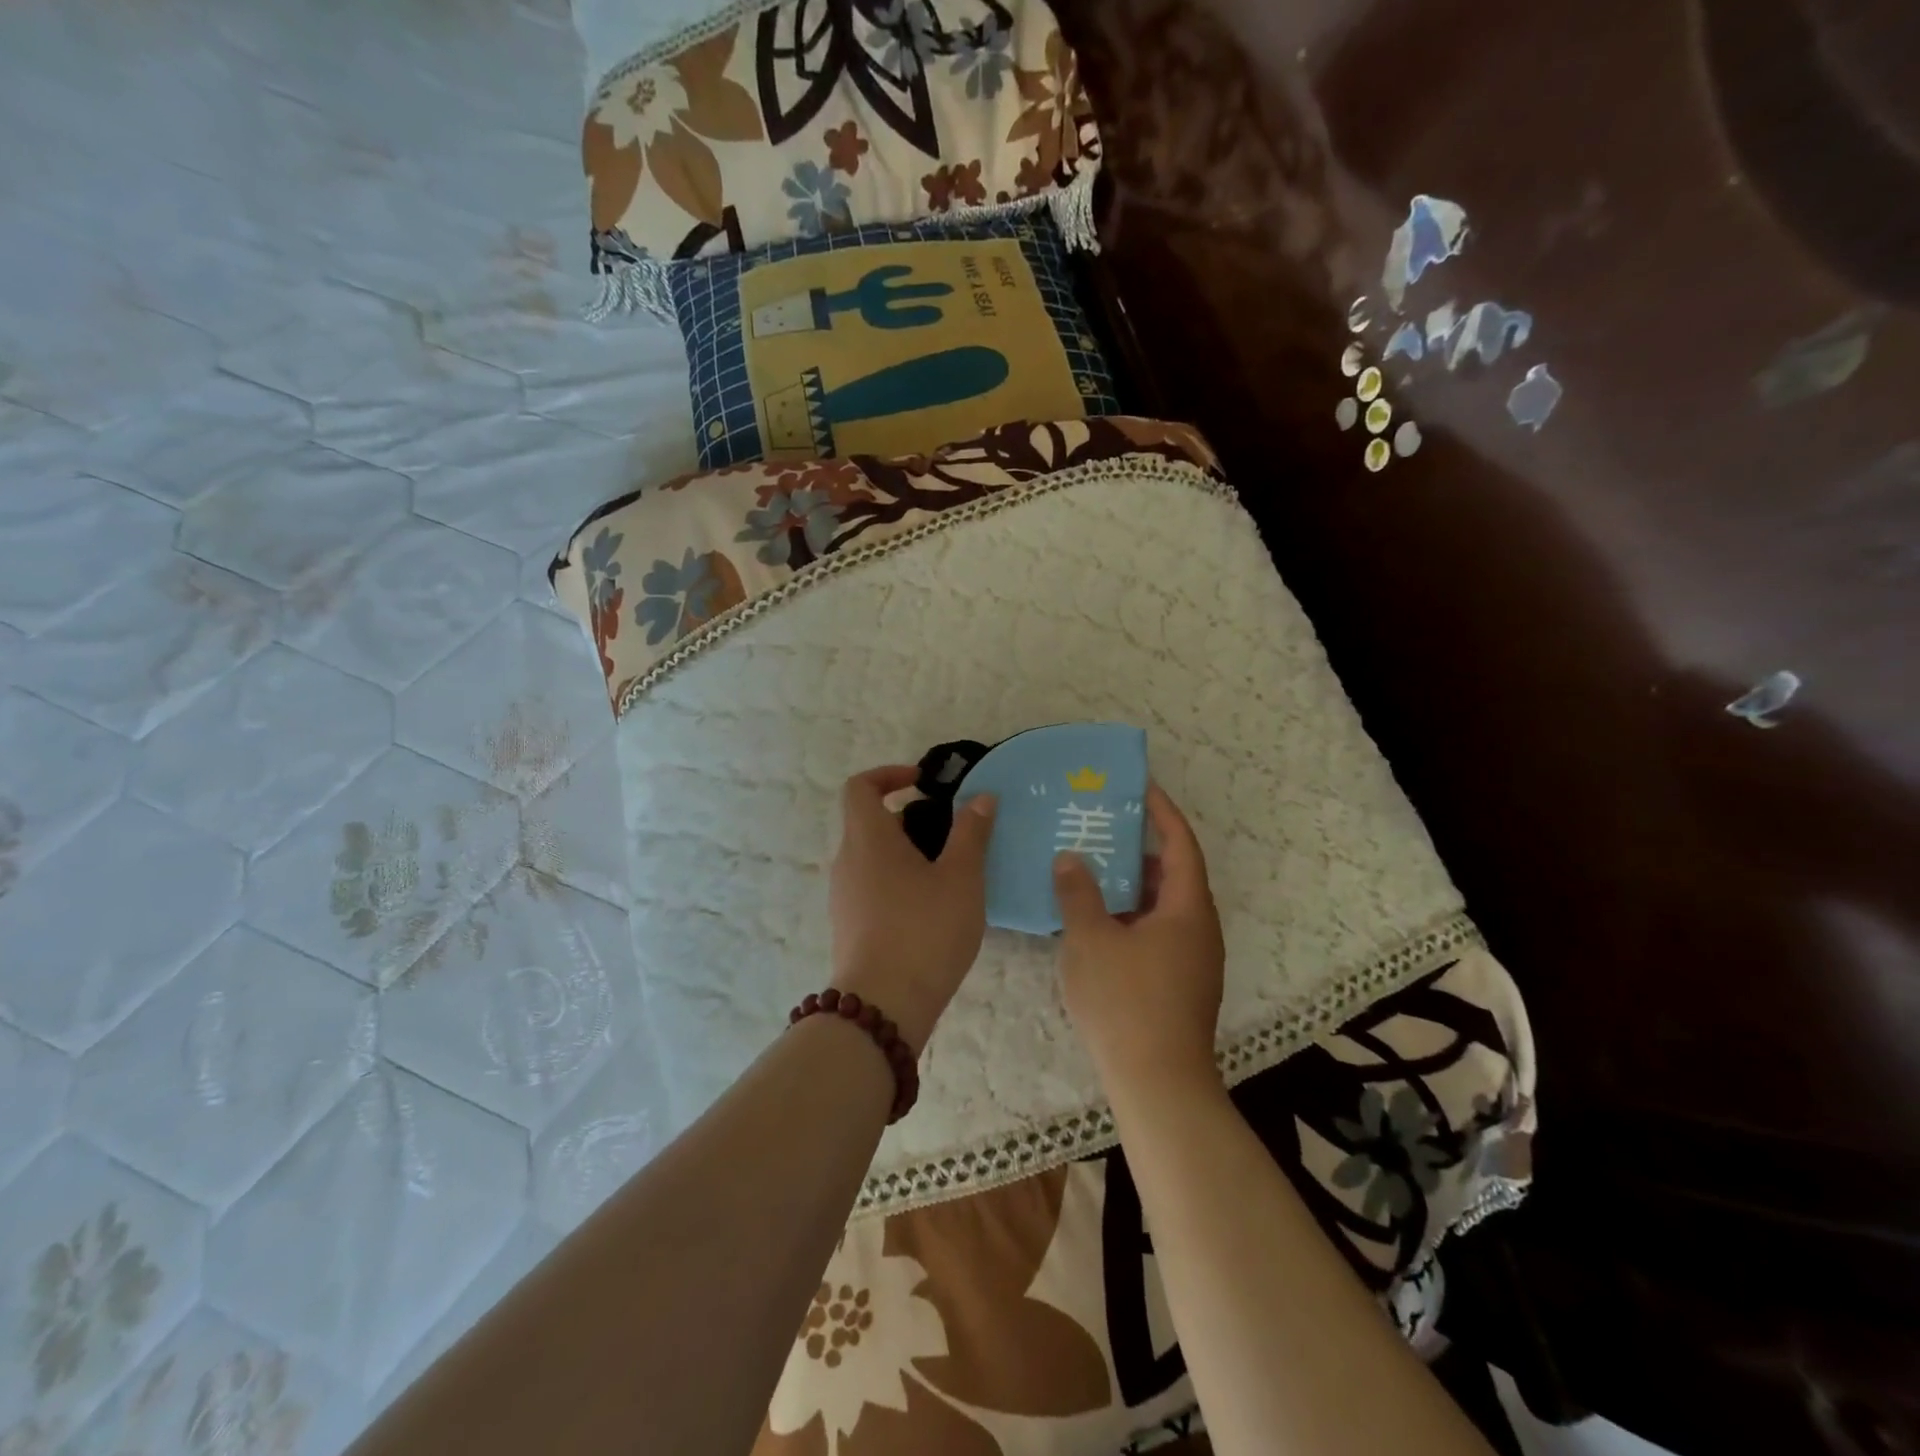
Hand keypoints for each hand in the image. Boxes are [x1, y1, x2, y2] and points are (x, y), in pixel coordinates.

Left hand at [829, 765, 997, 1050]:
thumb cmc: (924, 931)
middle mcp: (847, 861)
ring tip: (950, 873)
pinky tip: (933, 908)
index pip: (860, 786)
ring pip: (873, 857)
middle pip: (869, 822)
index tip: (924, 783)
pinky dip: (899, 881)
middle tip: (952, 832)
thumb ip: (971, 833)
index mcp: (867, 838)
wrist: (882, 1007)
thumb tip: (980, 797)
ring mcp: (843, 896)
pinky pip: (872, 886)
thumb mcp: (961, 878)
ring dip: (907, 853)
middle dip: (910, 818)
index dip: (889, 774)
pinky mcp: (849, 926)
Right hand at [1054, 783, 1225, 1092]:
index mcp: (1186, 908)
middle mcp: (1198, 928)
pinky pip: (1156, 932)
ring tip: (1091, 869)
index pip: (1179, 844)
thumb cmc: (1126, 1001)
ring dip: (1130, 885)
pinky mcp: (1180, 984)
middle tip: (1101, 827)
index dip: (1161, 812)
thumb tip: (1071, 858)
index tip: (1139, 787)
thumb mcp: (1091, 939)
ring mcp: (1193, 959)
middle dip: (1138, 849)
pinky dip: (1130, 916)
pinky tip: (1095, 922)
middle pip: (1172, 874)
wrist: (1158, 1084)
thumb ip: (1078, 892)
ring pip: (1162, 907)